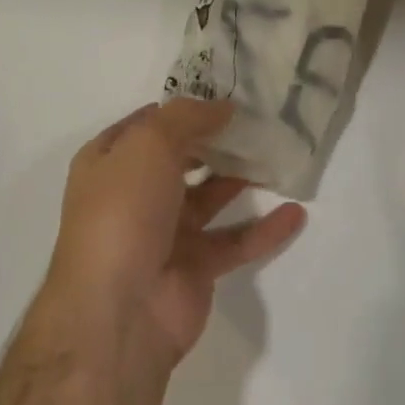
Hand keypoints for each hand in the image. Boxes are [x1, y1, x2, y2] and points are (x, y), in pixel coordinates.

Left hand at [42, 100, 306, 362]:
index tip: (225, 92)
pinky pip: (235, 241)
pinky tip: (295, 213)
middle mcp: (134, 194)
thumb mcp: (149, 144)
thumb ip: (188, 117)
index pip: (148, 123)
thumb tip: (223, 107)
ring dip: (241, 178)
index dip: (183, 108)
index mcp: (110, 162)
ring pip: (210, 197)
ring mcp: (165, 233)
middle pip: (181, 158)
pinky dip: (264, 228)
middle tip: (258, 119)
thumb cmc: (124, 211)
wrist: (118, 313)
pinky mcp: (194, 268)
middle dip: (216, 140)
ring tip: (278, 154)